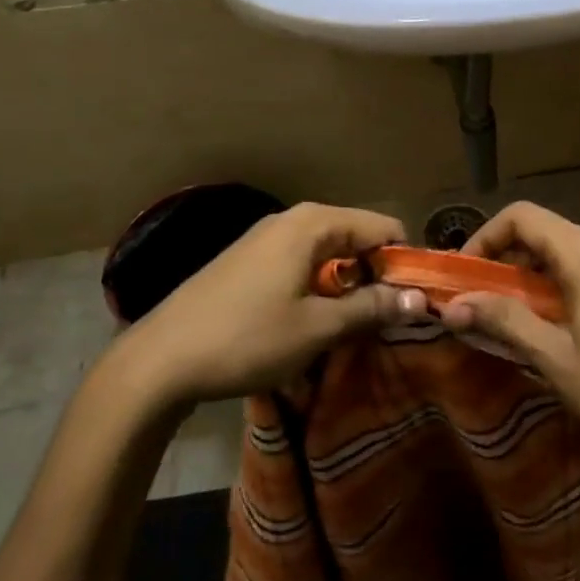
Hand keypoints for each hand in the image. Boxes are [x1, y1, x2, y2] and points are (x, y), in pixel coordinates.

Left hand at [103, 202, 424, 413]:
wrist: (159, 361)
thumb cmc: (246, 339)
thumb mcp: (317, 328)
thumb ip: (371, 308)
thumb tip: (420, 299)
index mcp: (313, 223)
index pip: (382, 227)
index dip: (404, 263)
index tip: (413, 303)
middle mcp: (292, 219)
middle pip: (356, 236)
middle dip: (376, 275)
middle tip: (386, 320)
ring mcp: (266, 238)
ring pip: (329, 252)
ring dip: (348, 285)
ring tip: (353, 326)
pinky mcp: (248, 260)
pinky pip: (301, 262)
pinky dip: (319, 286)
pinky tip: (313, 321)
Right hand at [443, 203, 579, 503]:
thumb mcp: (557, 360)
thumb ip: (504, 320)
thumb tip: (453, 305)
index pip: (524, 217)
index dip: (487, 236)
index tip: (469, 273)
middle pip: (558, 236)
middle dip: (521, 263)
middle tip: (499, 305)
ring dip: (559, 280)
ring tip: (549, 325)